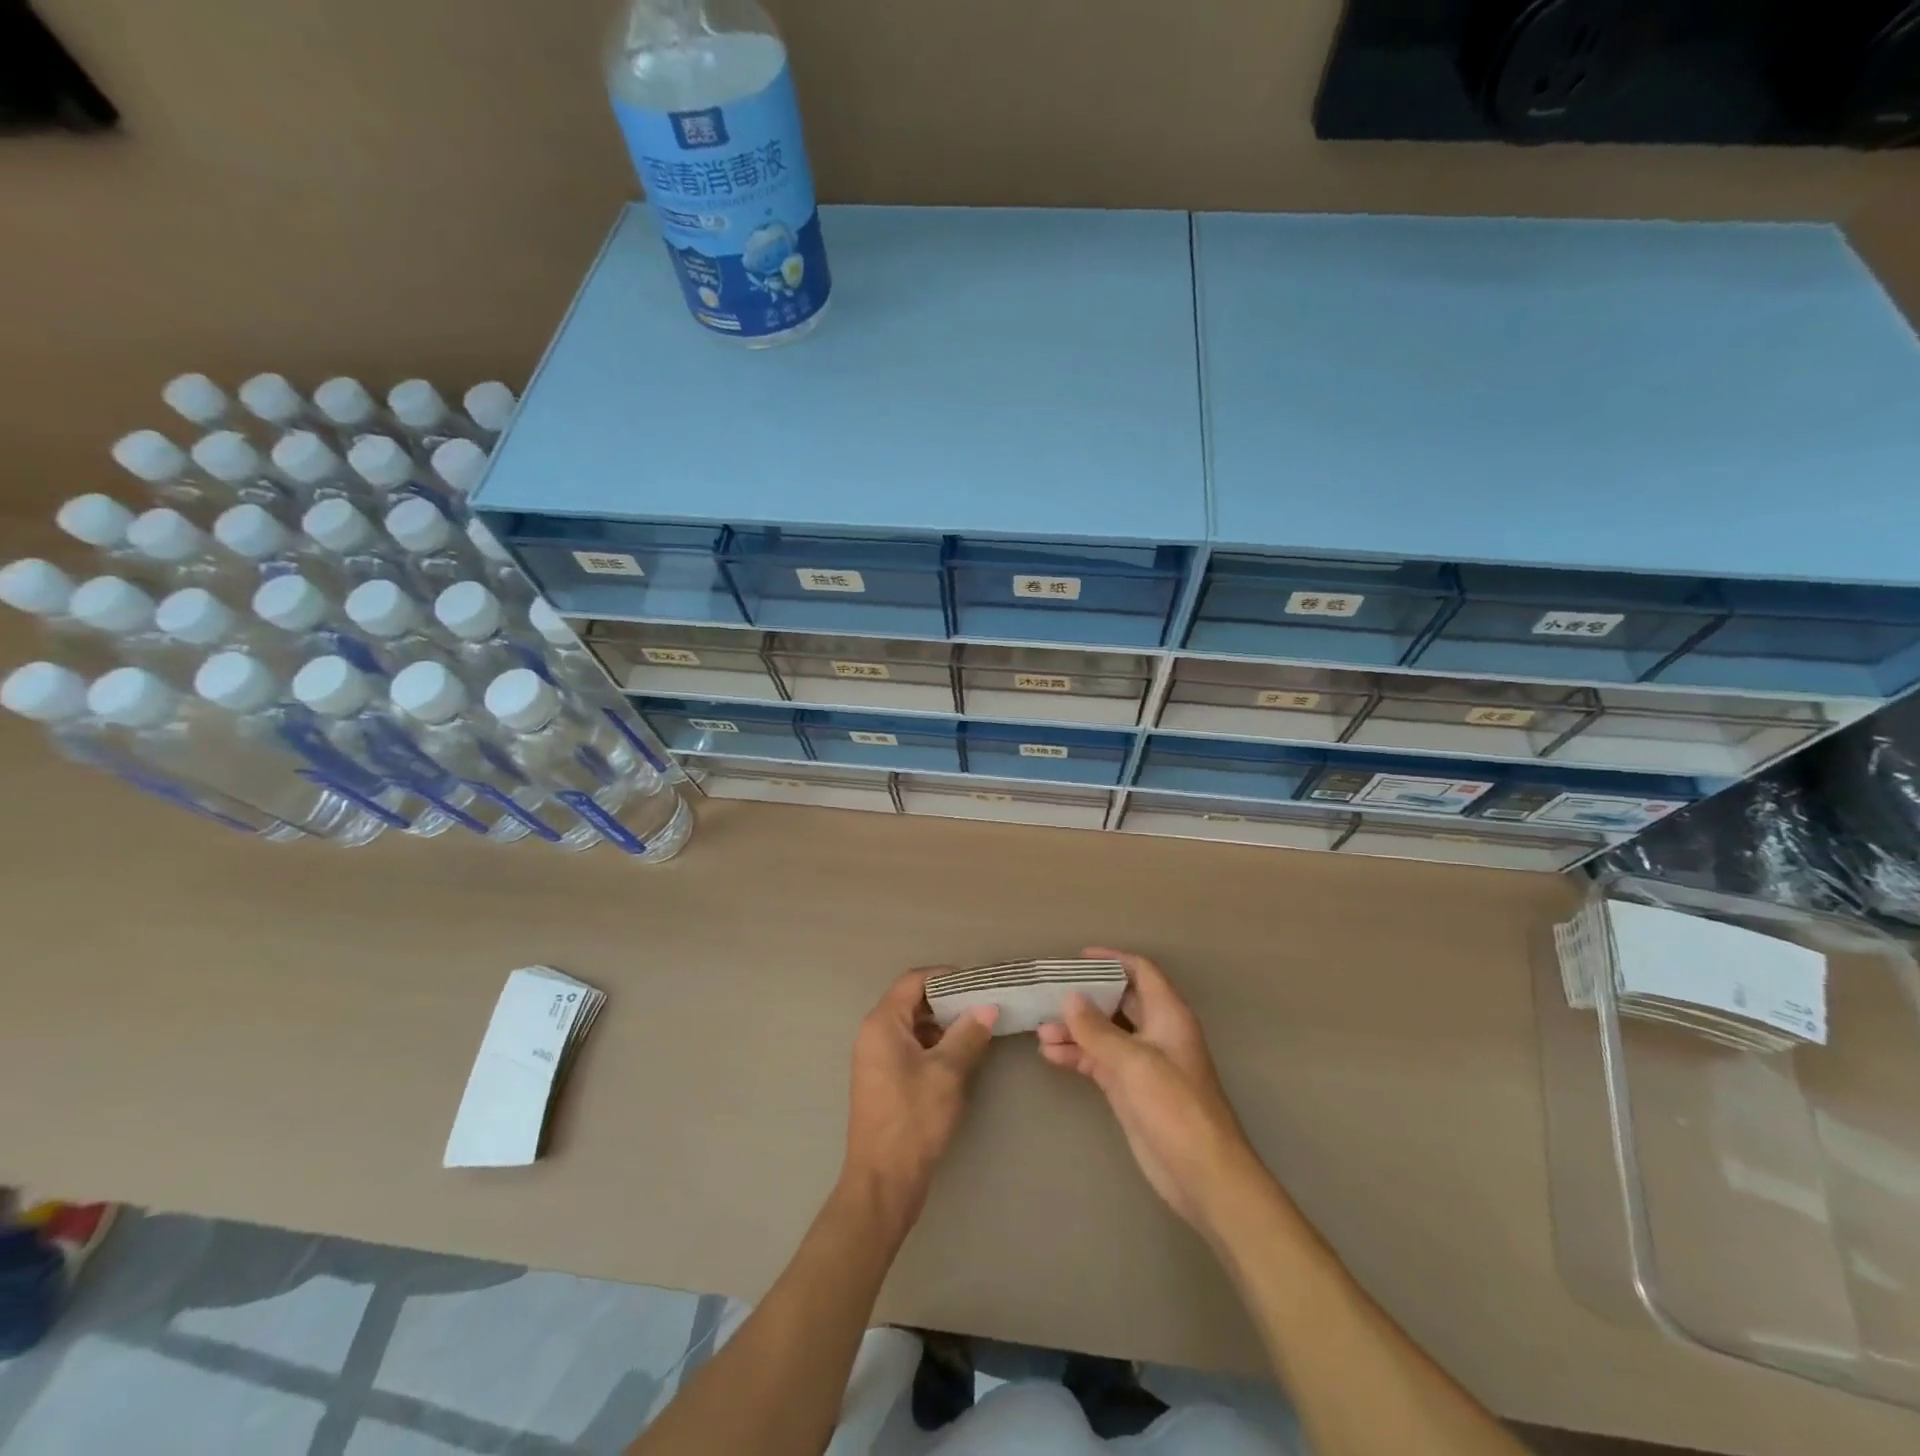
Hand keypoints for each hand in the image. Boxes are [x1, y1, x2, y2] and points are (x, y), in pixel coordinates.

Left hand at [841, 970, 997, 1229]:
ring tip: (978, 1030)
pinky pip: (909, 1048)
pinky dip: (934, 1046)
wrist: (883, 1182)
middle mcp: (874, 1033)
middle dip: (949, 1002)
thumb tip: (987, 1007)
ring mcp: (876, 1058)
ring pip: (913, 1026)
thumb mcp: (948, 1073)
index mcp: (883, 1023)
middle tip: (984, 1006)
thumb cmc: (913, 1119)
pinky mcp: (883, 1080)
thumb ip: (968, 1034)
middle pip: (913, 1001)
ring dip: (943, 1025)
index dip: (947, 977)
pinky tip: (960, 1057)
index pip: (914, 980)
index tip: (979, 983)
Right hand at [1038, 948, 1262, 1238]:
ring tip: (1040, 1031)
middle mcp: (1156, 1032)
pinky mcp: (1130, 1090)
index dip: (1112, 960)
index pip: (1140, 972)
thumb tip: (1069, 998)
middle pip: (1118, 1001)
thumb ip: (1097, 1029)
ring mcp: (1142, 1063)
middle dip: (1085, 997)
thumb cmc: (1174, 1106)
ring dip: (1075, 1030)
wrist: (1202, 1174)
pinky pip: (1099, 1062)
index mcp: (1168, 1015)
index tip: (1077, 958)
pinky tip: (1051, 1056)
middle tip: (1048, 993)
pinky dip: (1077, 1056)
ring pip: (1104, 1033)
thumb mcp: (1133, 1062)